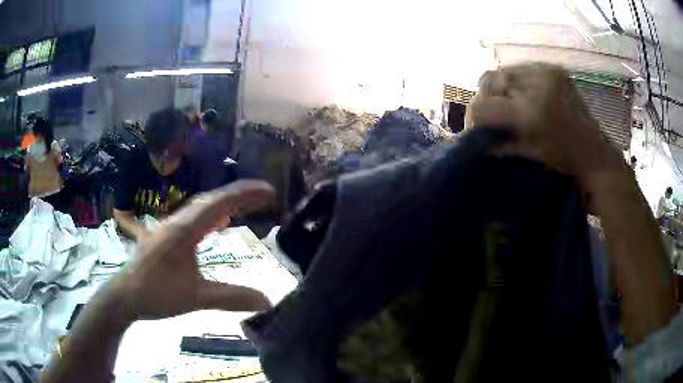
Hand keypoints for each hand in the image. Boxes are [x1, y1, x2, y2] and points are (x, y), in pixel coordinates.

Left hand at [102, 180, 275, 324]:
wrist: (125, 296)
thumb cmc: (156, 293)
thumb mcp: (195, 297)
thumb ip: (231, 297)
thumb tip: (267, 301)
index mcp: (184, 230)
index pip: (219, 203)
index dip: (245, 193)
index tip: (270, 191)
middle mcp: (177, 221)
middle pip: (212, 199)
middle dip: (240, 194)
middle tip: (266, 195)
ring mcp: (170, 227)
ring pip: (202, 207)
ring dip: (226, 203)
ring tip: (249, 204)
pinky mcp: (166, 236)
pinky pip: (194, 218)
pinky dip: (212, 215)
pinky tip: (218, 224)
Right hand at [467, 63, 623, 178]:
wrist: (597, 159)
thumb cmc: (564, 166)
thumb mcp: (527, 156)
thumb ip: (497, 141)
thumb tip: (473, 132)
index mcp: (532, 113)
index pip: (483, 104)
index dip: (473, 117)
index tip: (475, 130)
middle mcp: (539, 84)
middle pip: (491, 79)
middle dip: (487, 99)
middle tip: (491, 116)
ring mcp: (549, 73)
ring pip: (506, 71)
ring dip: (502, 90)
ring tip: (509, 106)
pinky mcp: (556, 70)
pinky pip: (523, 69)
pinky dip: (518, 82)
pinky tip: (524, 97)